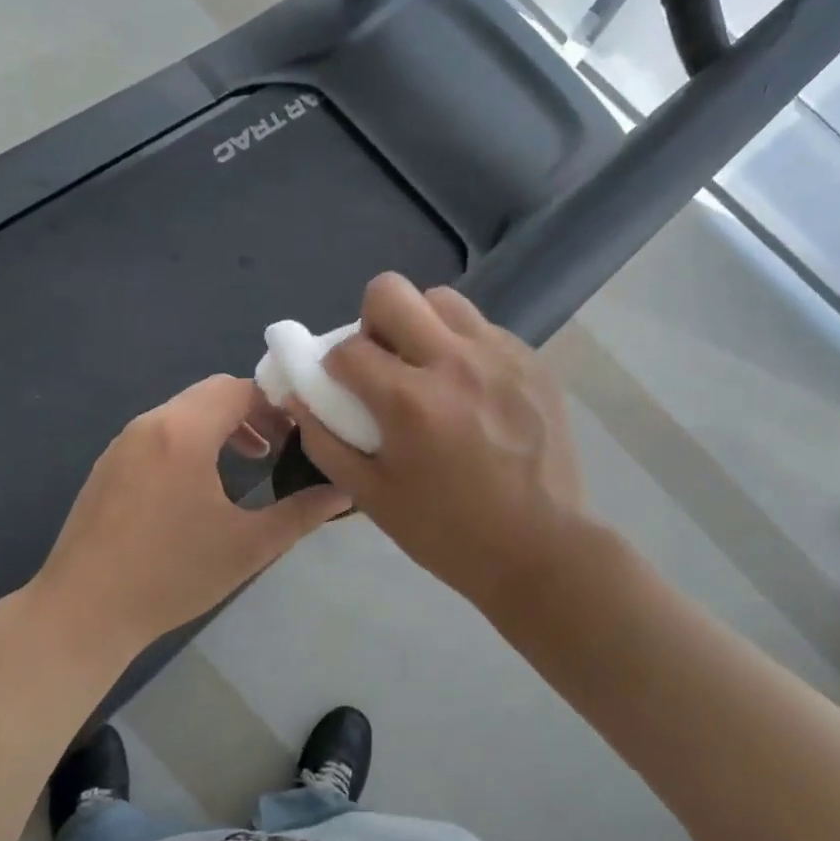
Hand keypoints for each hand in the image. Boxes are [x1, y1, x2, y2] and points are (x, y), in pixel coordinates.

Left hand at [26, 375, 348, 659]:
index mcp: (184, 432)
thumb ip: (302, 513)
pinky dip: (192, 439)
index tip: (305, 432)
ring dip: (222, 425)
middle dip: (253, 411)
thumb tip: (347, 491)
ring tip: (251, 460)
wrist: (82, 613)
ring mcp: (124, 443)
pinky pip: (161, 431)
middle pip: (212, 393)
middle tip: (283, 445)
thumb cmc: (171, 576)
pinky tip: (202, 482)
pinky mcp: (109, 464)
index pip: (241, 389)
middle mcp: (151, 423)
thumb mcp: (249, 546)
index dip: (279, 404)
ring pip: (185, 410)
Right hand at [287, 274, 585, 605]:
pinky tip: (473, 390)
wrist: (540, 548)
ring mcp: (501, 356)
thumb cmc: (448, 532)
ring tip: (430, 369)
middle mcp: (455, 362)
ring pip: (443, 300)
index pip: (347, 348)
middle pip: (391, 291)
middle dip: (372, 321)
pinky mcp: (534, 362)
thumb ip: (325, 441)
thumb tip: (299, 396)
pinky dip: (464, 346)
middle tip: (384, 362)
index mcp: (410, 401)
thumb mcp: (372, 496)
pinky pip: (484, 329)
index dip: (333, 366)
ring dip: (421, 324)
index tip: (344, 388)